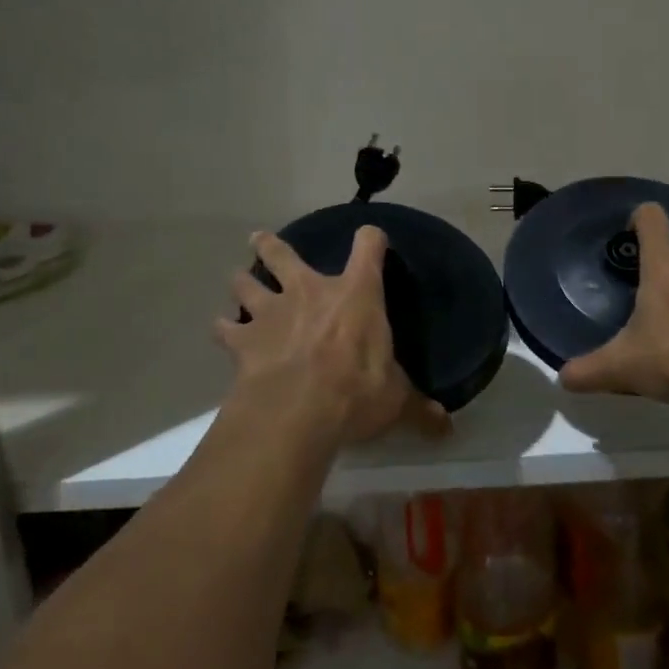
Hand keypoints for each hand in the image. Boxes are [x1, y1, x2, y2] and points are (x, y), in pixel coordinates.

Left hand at [215, 226, 449, 445]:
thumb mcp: (396, 400)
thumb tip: (447, 429)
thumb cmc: (356, 392)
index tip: (372, 239)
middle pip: (283, 254)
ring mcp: (271, 311)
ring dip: (242, 280)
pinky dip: (224, 328)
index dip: (371, 239)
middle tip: (259, 239)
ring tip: (238, 279)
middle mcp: (309, 290)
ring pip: (247, 283)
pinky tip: (222, 331)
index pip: (368, 246)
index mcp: (356, 293)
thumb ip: (418, 408)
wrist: (297, 410)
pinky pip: (226, 328)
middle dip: (270, 245)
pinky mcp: (243, 340)